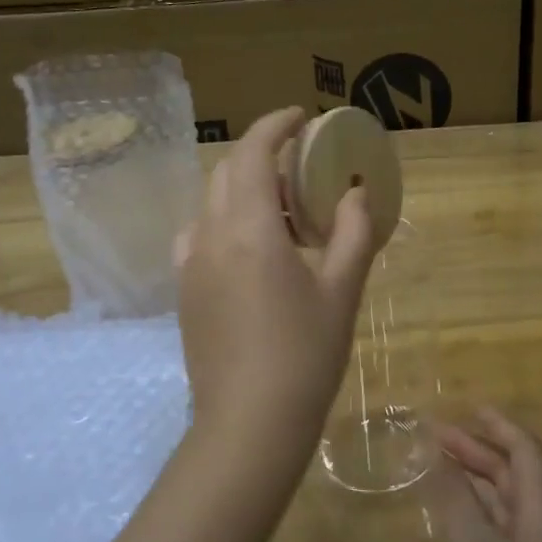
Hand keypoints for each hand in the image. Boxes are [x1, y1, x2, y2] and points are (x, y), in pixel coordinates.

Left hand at [176, 107, 376, 472]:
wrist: (249, 424)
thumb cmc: (305, 355)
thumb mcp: (341, 291)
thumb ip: (353, 233)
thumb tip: (357, 192)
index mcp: (251, 230)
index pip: (253, 153)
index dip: (274, 125)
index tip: (300, 117)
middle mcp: (211, 236)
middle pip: (228, 173)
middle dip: (261, 154)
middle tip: (301, 166)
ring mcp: (190, 264)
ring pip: (211, 203)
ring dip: (243, 189)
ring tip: (282, 211)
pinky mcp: (184, 291)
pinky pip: (200, 235)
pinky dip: (225, 221)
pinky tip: (251, 249)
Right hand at [432, 408, 541, 541]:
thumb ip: (456, 502)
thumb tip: (439, 458)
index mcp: (541, 510)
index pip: (525, 450)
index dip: (498, 426)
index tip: (467, 409)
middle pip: (514, 475)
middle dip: (477, 451)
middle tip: (435, 438)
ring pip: (507, 504)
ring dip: (475, 483)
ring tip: (438, 471)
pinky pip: (503, 532)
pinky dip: (478, 516)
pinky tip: (455, 524)